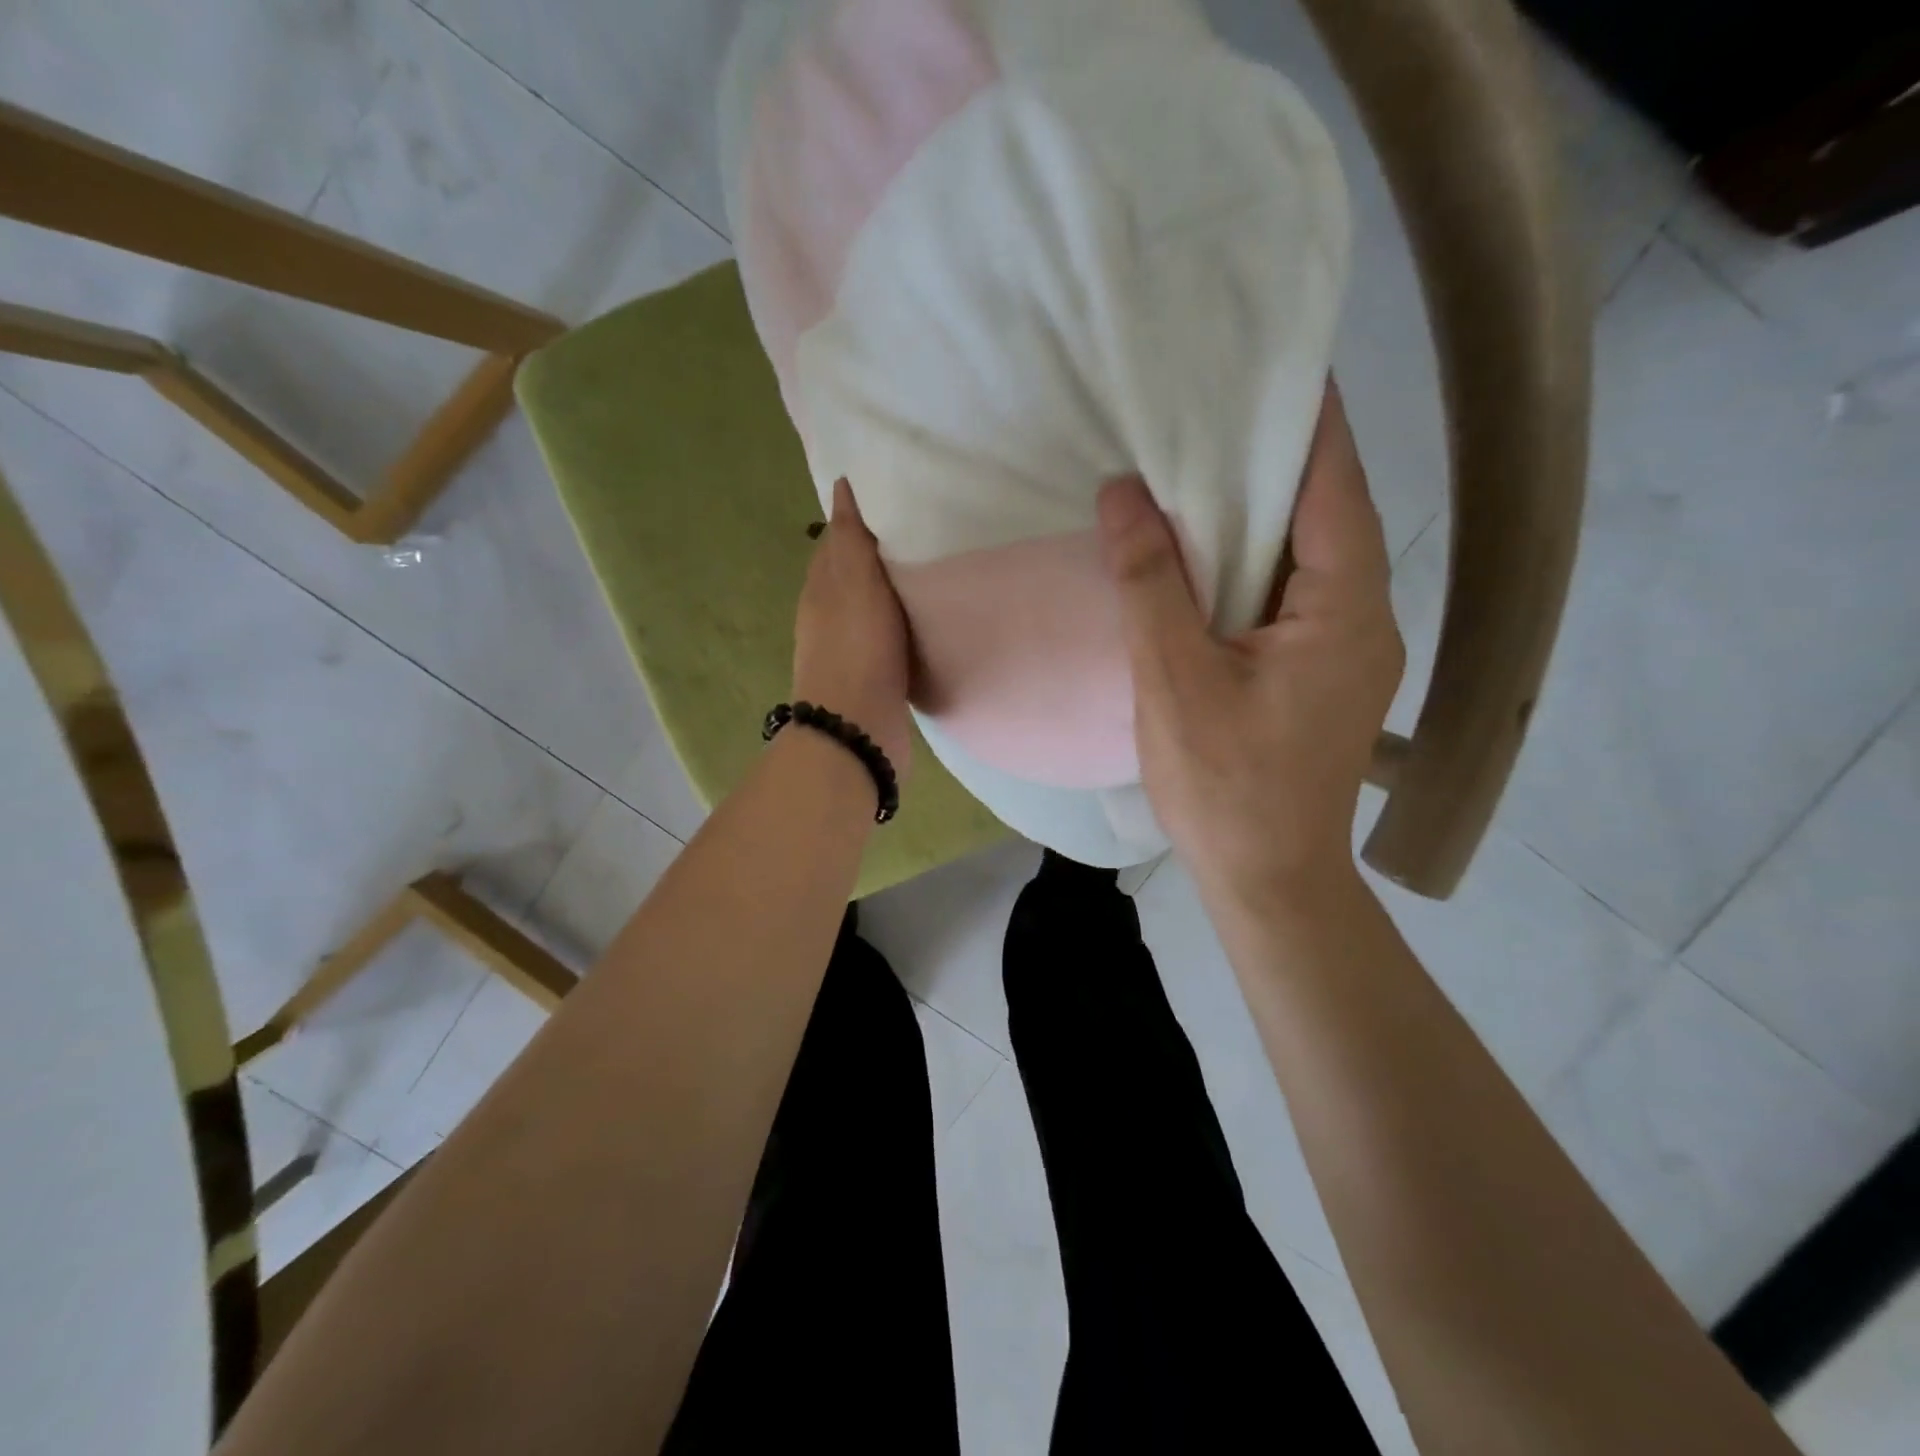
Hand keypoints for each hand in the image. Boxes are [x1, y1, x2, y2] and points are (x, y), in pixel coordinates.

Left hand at [792, 478, 913, 779]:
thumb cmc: (857, 648)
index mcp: (821, 589)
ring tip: (930, 569)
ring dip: (892, 591)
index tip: (892, 499)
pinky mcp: (874, 678)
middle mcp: (830, 617)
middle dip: (877, 554)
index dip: (856, 521)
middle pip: (852, 576)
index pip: (835, 543)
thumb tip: (841, 488)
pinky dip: (903, 624)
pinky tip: (925, 620)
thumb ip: (851, 538)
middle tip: (921, 530)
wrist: (858, 729)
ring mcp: (851, 651)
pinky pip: (888, 639)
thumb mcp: (854, 582)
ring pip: (871, 609)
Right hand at [1098, 385, 1402, 906]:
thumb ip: (1150, 582)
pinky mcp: (1323, 676)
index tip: (1273, 362)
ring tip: (1204, 469)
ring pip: (1310, 558)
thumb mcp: (1174, 678)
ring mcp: (1348, 651)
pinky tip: (1211, 558)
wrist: (1269, 879)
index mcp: (1343, 609)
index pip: (1333, 487)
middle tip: (1216, 410)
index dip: (1306, 421)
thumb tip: (1122, 493)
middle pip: (1326, 516)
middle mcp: (1364, 618)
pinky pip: (1294, 596)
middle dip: (1276, 462)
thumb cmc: (1225, 785)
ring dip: (1263, 515)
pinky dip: (1256, 564)